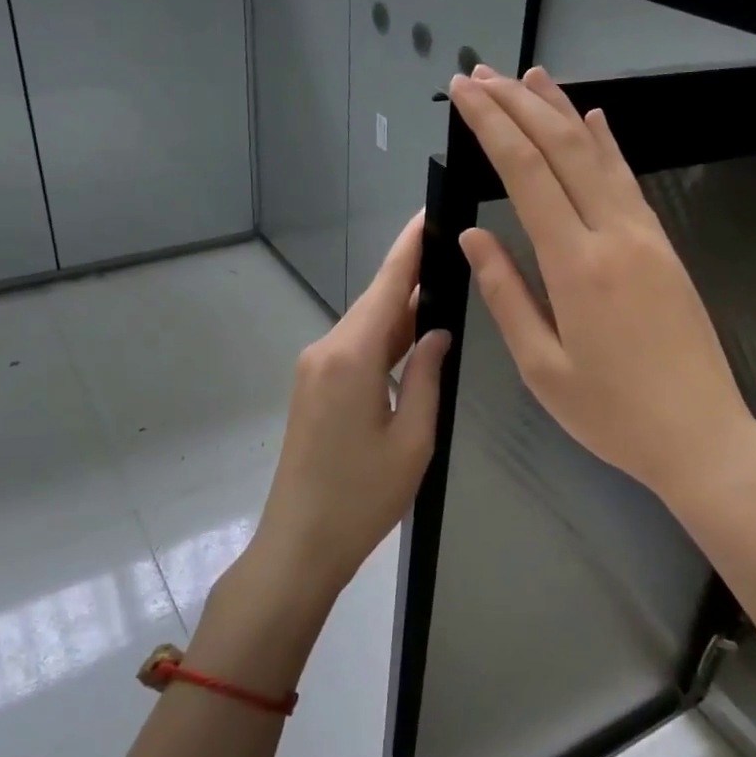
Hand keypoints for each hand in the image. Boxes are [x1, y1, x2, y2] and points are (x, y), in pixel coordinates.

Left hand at [244, 214, 450, 610]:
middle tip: (456, 255)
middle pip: (376, 303)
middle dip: (413, 277)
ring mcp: (315, 369)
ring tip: (446, 292)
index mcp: (351, 357)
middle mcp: (326, 350)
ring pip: (366, 326)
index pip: (387, 286)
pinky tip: (415, 338)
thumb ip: (428, 375)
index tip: (429, 212)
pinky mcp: (313, 387)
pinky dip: (386, 339)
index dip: (410, 247)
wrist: (299, 544)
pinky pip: (355, 349)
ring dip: (402, 312)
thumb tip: (438, 332)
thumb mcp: (414, 439)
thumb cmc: (362, 498)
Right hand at [449, 66, 755, 504]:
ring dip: (561, 111)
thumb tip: (473, 235)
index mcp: (576, 266)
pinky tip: (595, 119)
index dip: (492, 125)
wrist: (702, 436)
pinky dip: (607, 144)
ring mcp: (646, 236)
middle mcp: (614, 235)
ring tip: (530, 76)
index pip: (526, 173)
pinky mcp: (664, 247)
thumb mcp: (542, 368)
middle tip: (482, 74)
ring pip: (599, 155)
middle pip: (562, 149)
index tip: (463, 93)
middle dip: (518, 104)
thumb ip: (506, 294)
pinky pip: (629, 181)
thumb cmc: (612, 414)